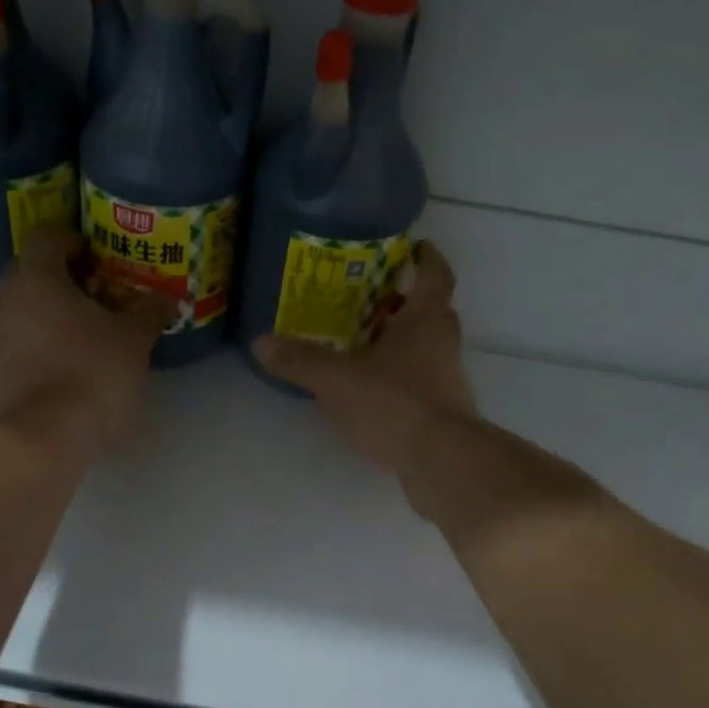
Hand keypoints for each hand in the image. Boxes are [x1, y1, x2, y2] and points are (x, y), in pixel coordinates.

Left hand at [0, 229, 172, 467]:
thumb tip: (167, 297)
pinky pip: (21, 348)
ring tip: (88, 337)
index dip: (73, 240)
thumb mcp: (133, 341)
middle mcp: (8, 303)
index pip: (46, 237)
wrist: (39, 441)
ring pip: (24, 313)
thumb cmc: (89, 375)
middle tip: (98, 295)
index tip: (98, 257)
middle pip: (30, 274)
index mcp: (37, 280)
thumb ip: (149, 312)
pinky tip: (70, 371)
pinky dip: (43, 349)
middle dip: (62, 279)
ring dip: (51, 316)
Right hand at [252, 239, 478, 482]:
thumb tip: (260, 342)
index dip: (427, 257)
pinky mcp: (443, 411)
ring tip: (362, 343)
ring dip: (401, 341)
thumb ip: (300, 360)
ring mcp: (447, 379)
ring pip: (426, 348)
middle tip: (373, 297)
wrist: (441, 461)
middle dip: (405, 301)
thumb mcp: (337, 379)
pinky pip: (420, 381)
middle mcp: (443, 343)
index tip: (416, 246)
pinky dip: (399, 377)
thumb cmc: (395, 403)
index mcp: (426, 320)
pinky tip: (369, 390)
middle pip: (431, 311)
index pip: (435, 275)